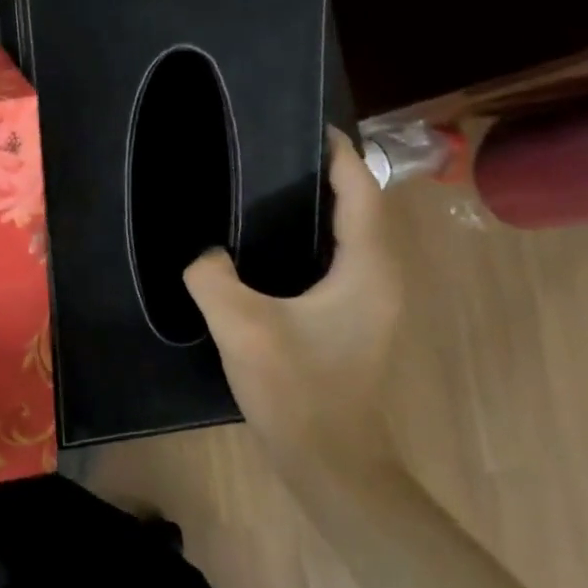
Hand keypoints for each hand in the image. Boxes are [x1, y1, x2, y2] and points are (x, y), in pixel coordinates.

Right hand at [183, 129, 402, 461]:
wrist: (330, 462)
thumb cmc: (296, 389)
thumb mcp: (241, 325)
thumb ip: (212, 276)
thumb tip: (205, 254)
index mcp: (368, 268)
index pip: (361, 190)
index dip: (338, 153)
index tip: (304, 126)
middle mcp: (382, 277)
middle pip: (361, 207)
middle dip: (326, 174)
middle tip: (273, 154)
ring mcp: (373, 302)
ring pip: (351, 236)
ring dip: (319, 208)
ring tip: (268, 189)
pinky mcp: (356, 321)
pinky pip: (339, 261)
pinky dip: (312, 239)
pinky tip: (269, 247)